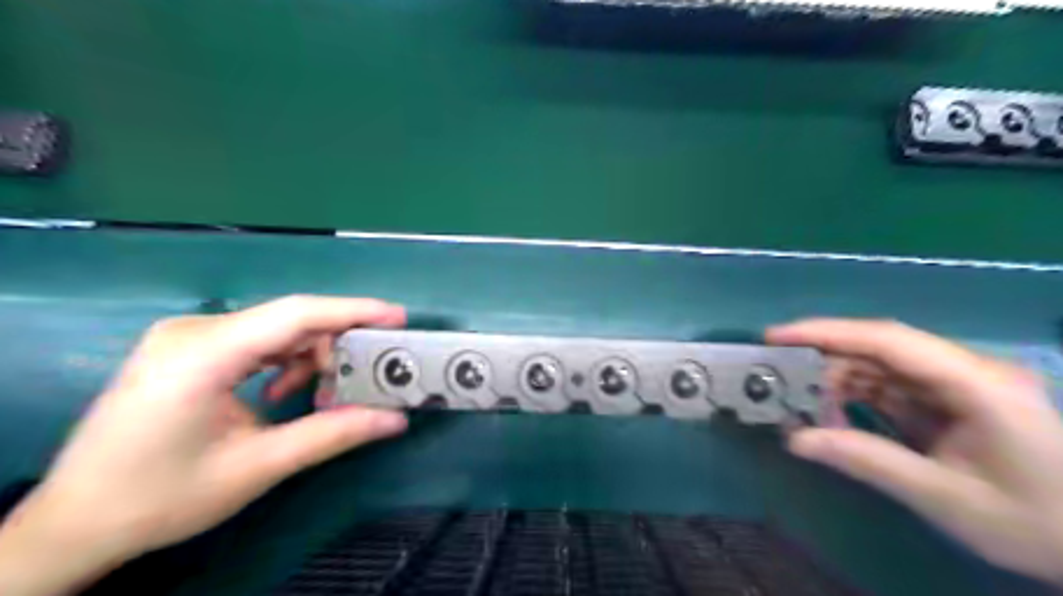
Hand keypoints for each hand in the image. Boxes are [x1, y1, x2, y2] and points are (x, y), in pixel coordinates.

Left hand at [1, 296, 409, 593]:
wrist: (75, 522)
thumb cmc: (160, 497)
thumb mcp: (257, 467)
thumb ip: (332, 434)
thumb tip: (395, 420)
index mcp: (203, 353)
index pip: (296, 314)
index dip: (353, 311)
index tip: (399, 318)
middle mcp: (194, 331)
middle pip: (289, 320)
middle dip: (336, 346)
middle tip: (367, 378)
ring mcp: (188, 337)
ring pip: (276, 330)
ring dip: (311, 358)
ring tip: (326, 397)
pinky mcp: (188, 349)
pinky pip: (256, 341)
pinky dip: (285, 362)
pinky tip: (286, 393)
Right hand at [769, 318, 1061, 584]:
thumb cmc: (1040, 523)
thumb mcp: (946, 497)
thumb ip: (867, 461)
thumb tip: (795, 440)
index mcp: (976, 383)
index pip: (887, 339)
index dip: (826, 332)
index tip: (776, 336)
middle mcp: (966, 371)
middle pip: (879, 348)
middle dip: (824, 359)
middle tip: (778, 377)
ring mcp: (960, 385)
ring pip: (881, 366)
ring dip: (837, 381)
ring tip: (799, 401)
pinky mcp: (953, 401)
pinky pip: (892, 388)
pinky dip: (857, 399)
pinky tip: (833, 416)